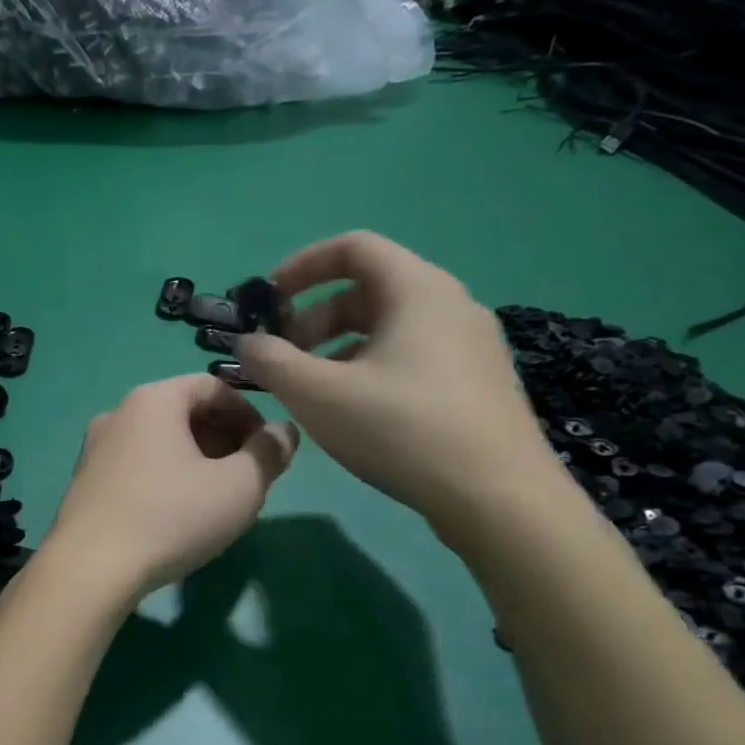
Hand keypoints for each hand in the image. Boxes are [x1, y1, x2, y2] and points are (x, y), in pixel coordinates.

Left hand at [41, 375, 298, 599]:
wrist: (90, 567)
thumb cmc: (171, 517)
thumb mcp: (239, 487)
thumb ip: (269, 453)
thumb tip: (284, 432)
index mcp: (153, 400)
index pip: (212, 386)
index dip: (249, 413)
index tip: (268, 449)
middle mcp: (117, 413)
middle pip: (182, 411)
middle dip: (223, 437)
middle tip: (247, 475)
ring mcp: (94, 448)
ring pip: (158, 440)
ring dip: (194, 458)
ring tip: (216, 496)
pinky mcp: (84, 481)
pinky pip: (135, 464)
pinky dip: (164, 475)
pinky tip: (176, 512)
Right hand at [233, 232, 564, 539]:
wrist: (498, 497)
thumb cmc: (401, 430)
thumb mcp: (317, 394)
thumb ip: (271, 361)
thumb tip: (247, 343)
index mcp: (417, 290)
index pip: (353, 248)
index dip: (302, 266)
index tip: (267, 300)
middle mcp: (449, 305)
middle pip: (367, 289)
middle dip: (311, 316)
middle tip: (280, 355)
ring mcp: (468, 344)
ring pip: (387, 325)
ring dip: (335, 345)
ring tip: (307, 387)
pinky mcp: (474, 381)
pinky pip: (409, 353)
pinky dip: (367, 365)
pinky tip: (350, 408)